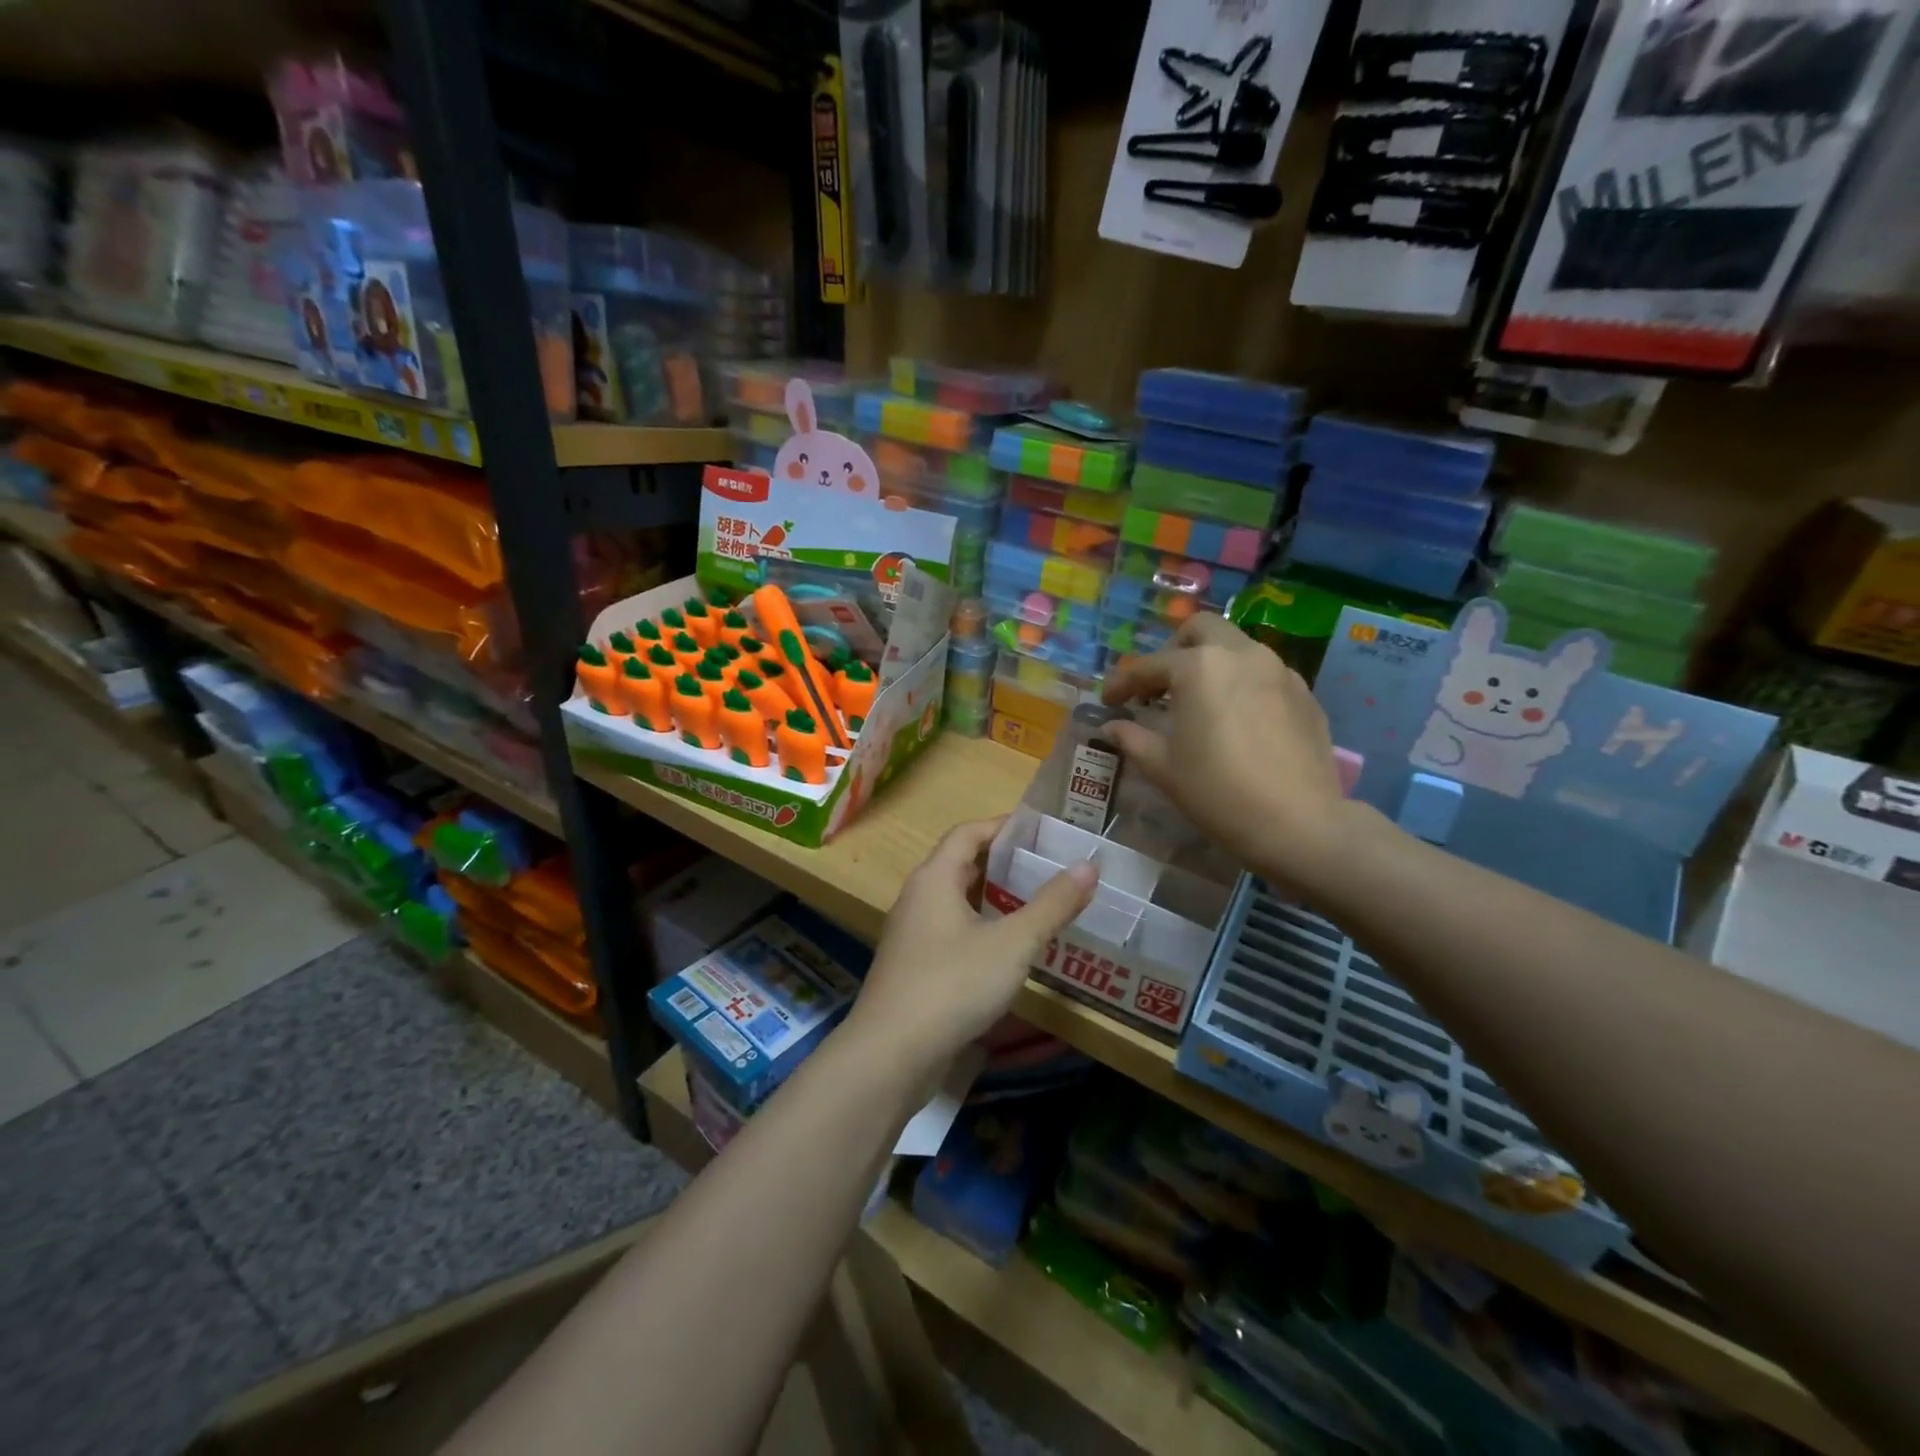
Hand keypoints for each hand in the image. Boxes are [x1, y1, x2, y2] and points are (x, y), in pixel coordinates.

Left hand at [846, 819, 1094, 1073]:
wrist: (890, 1055)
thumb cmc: (952, 984)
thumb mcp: (1012, 943)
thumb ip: (1051, 905)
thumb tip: (1088, 865)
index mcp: (934, 878)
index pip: (967, 833)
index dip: (1002, 826)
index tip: (1040, 830)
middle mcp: (917, 898)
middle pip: (960, 864)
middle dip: (1002, 862)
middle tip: (1046, 866)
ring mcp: (912, 935)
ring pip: (956, 901)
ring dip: (992, 898)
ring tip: (1034, 903)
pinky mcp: (913, 968)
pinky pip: (951, 932)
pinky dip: (980, 928)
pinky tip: (1007, 950)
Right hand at [1100, 613, 1351, 899]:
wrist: (1298, 823)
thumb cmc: (1217, 792)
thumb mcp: (1163, 768)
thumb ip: (1132, 739)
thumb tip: (1113, 726)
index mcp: (1199, 667)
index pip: (1148, 666)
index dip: (1122, 683)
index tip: (1108, 701)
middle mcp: (1240, 654)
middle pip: (1200, 630)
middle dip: (1174, 650)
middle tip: (1160, 686)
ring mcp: (1279, 670)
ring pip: (1237, 647)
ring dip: (1211, 664)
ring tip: (1199, 702)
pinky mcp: (1304, 693)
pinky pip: (1264, 674)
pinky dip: (1241, 684)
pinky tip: (1237, 720)